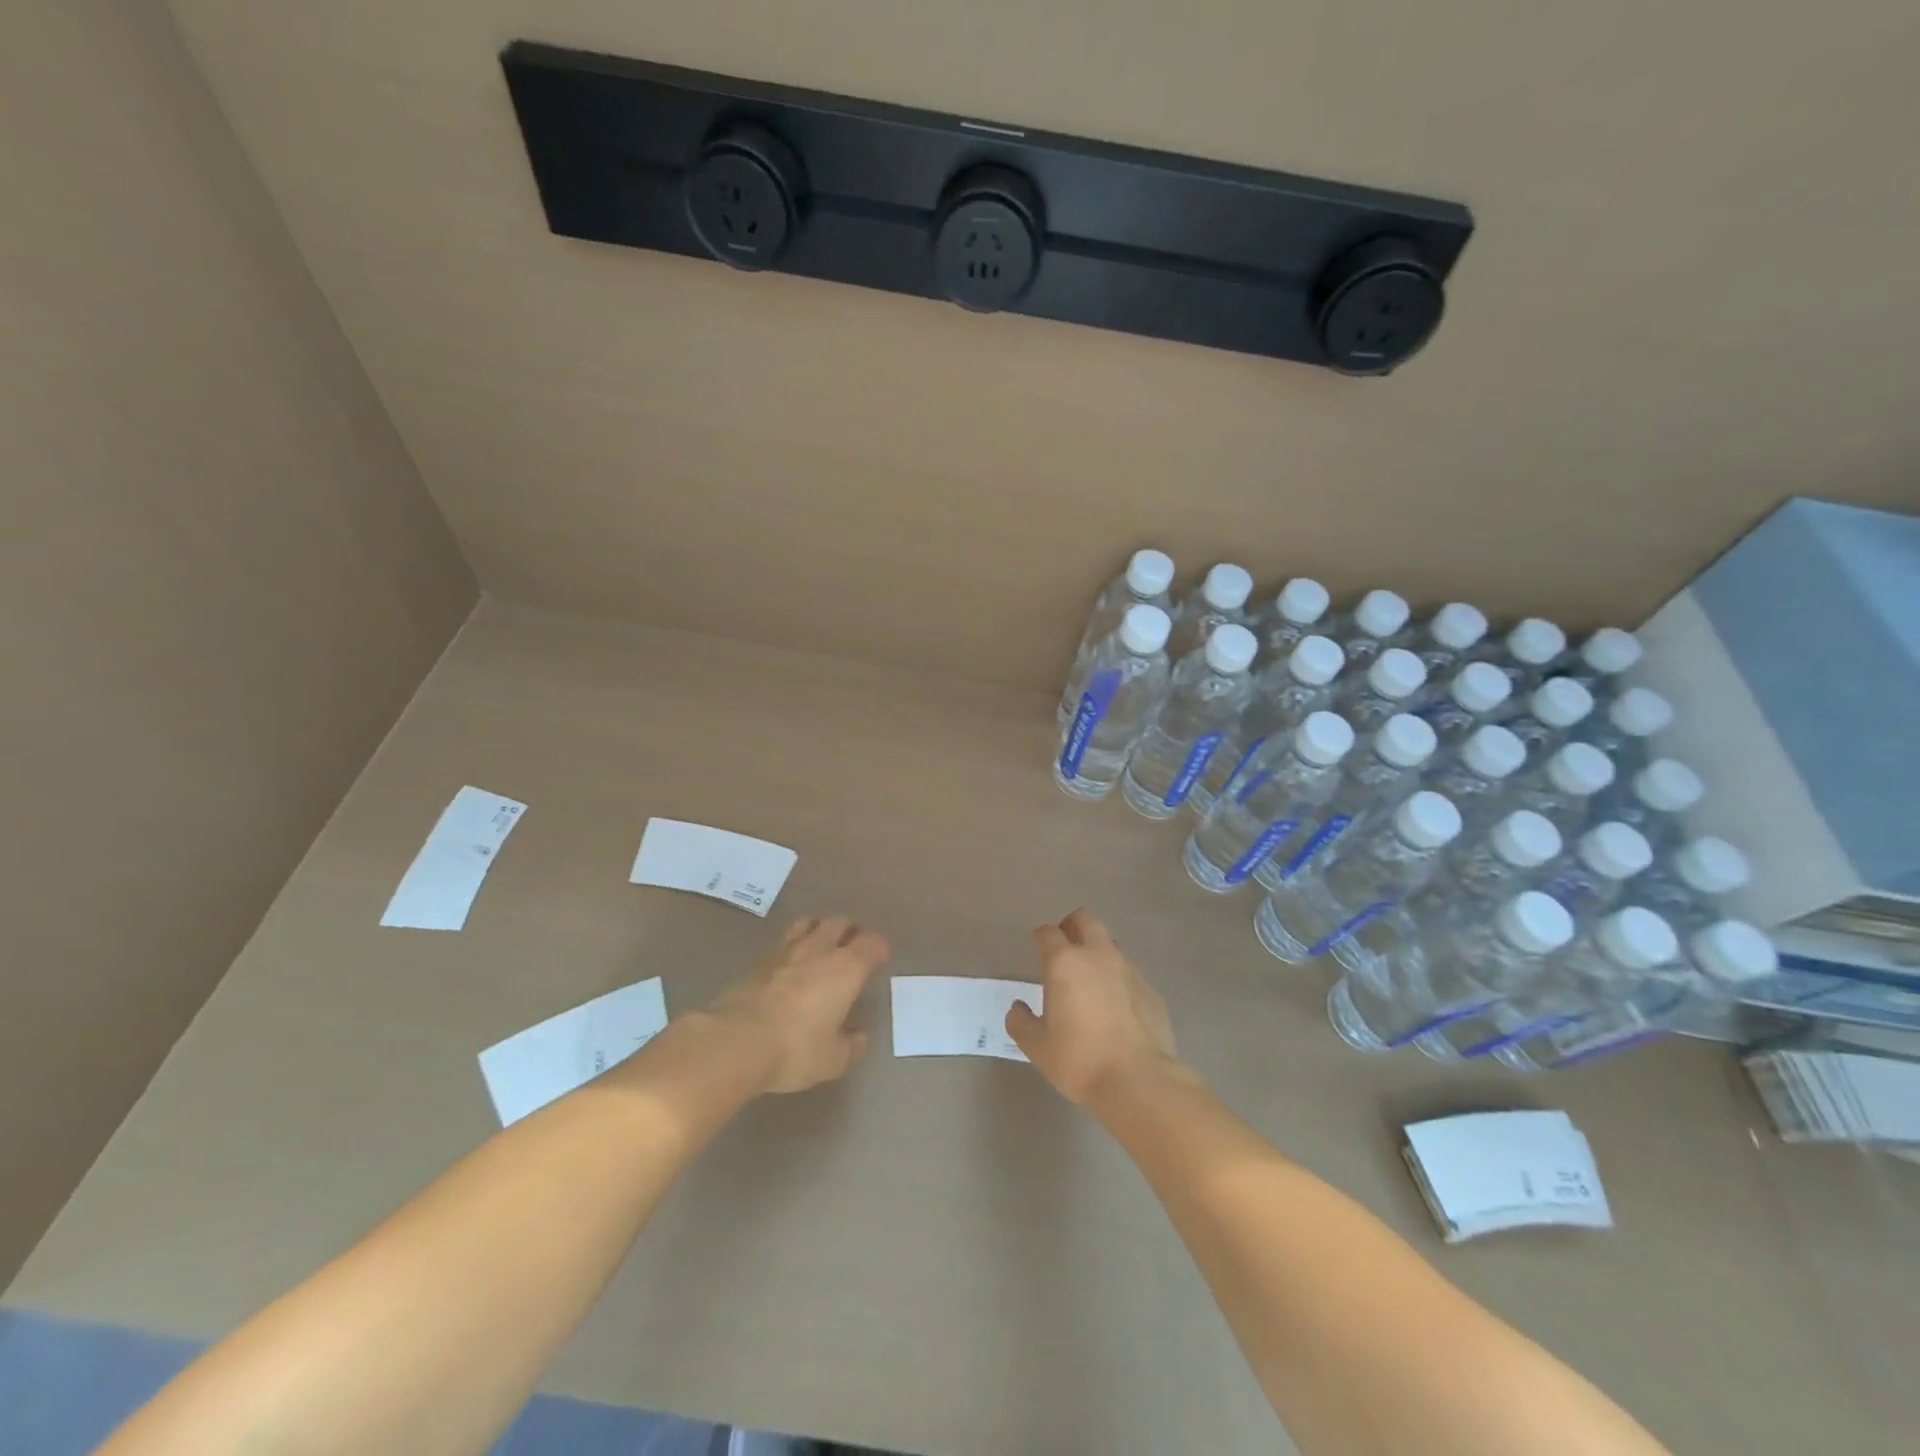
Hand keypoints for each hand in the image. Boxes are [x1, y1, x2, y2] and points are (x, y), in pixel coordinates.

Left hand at [705, 916, 889, 1093]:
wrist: (735, 1042)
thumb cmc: (794, 1049)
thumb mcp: (832, 1060)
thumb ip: (850, 1046)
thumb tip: (858, 1039)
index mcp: (845, 968)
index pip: (871, 943)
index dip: (878, 948)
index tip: (879, 959)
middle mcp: (818, 950)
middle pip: (839, 922)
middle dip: (849, 930)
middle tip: (852, 946)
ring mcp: (784, 951)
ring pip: (808, 923)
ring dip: (819, 929)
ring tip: (820, 944)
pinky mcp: (757, 961)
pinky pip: (782, 941)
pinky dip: (791, 946)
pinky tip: (789, 964)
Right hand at [1006, 909, 1183, 1105]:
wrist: (1139, 1080)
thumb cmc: (1080, 1059)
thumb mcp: (1037, 1047)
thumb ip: (1021, 1022)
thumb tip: (1017, 1009)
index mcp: (1065, 963)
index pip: (1048, 933)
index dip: (1040, 936)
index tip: (1037, 944)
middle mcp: (1097, 956)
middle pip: (1085, 920)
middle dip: (1072, 926)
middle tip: (1064, 948)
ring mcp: (1128, 970)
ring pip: (1110, 945)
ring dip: (1097, 952)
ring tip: (1090, 980)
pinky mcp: (1150, 989)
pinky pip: (1128, 973)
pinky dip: (1118, 980)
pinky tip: (1115, 1007)